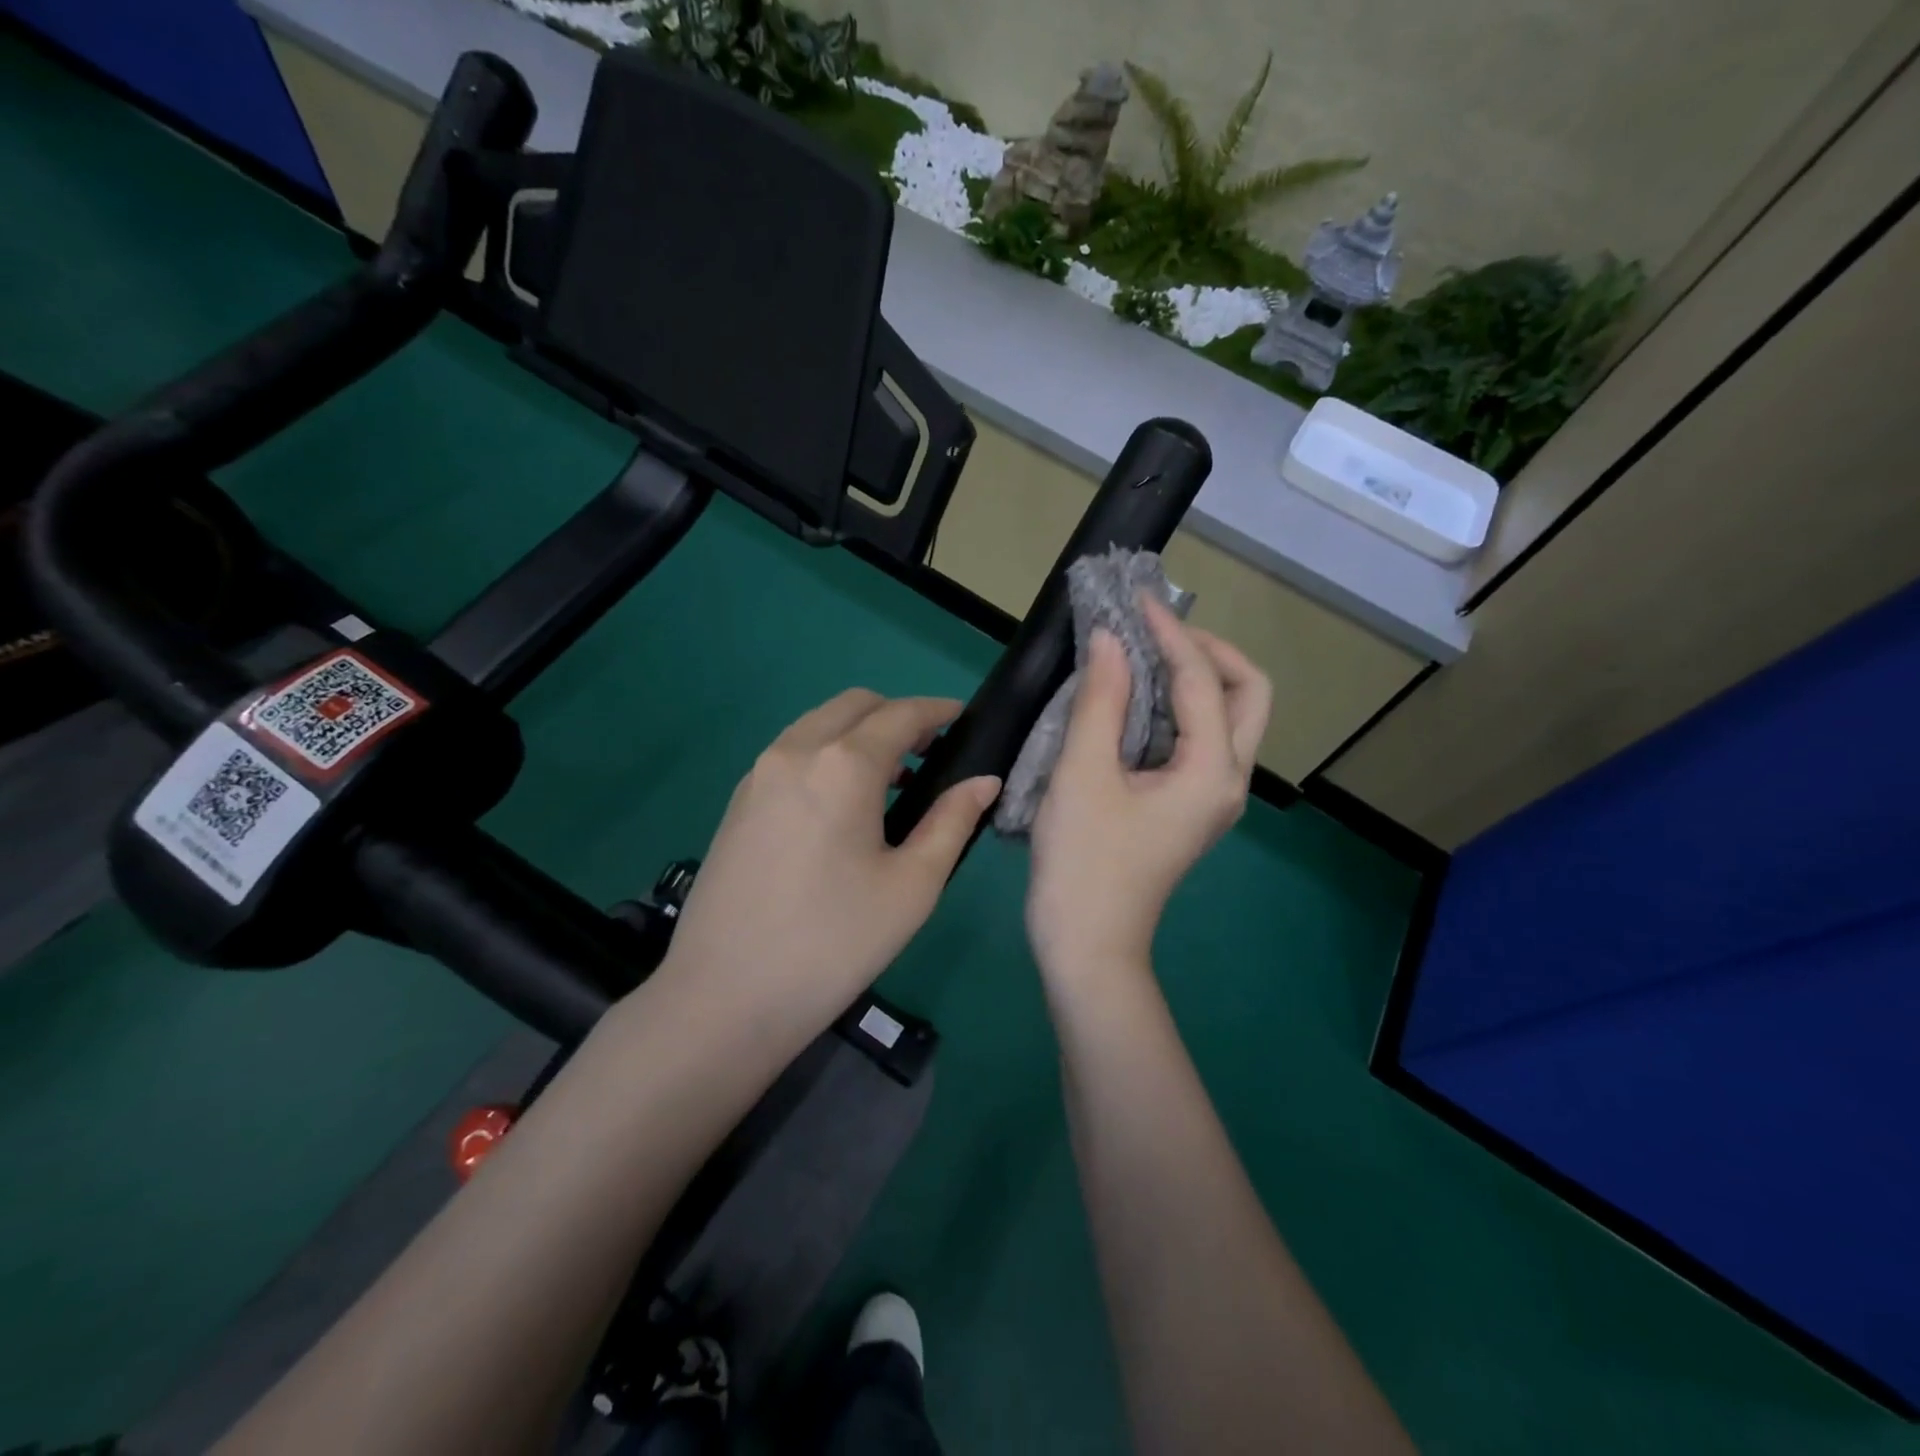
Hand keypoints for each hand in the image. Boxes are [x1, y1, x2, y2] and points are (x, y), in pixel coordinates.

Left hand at [652, 690, 999, 1046]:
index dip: (938, 710)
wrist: (725, 997)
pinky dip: (826, 754)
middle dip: (896, 715)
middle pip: (854, 706)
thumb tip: (983, 781)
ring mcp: (758, 774)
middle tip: (930, 754)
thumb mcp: (912, 886)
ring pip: (818, 725)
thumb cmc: (834, 942)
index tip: (964, 719)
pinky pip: (792, 753)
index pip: (901, 714)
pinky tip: (842, 806)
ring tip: (892, 782)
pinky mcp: (737, 801)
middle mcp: (795, 752)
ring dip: (859, 734)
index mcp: (843, 766)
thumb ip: (951, 821)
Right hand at [1027, 598, 1271, 985]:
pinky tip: (1135, 699)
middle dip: (1209, 651)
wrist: (1087, 945)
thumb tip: (1113, 641)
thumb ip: (1102, 701)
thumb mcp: (1082, 775)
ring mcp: (1212, 796)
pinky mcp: (1189, 806)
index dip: (1169, 633)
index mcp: (1212, 771)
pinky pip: (1200, 739)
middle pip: (1248, 694)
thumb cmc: (1083, 863)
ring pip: (1229, 717)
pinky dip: (1178, 707)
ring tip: (1145, 652)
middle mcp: (1228, 780)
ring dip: (1196, 676)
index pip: (1202, 680)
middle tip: (1157, 631)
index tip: (1135, 600)